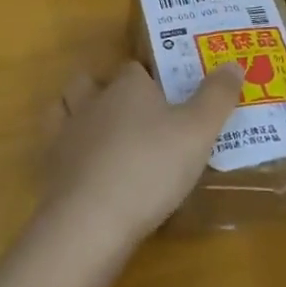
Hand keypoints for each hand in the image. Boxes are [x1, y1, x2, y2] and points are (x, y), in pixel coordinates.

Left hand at [39, 62, 243, 244]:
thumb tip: (233, 64)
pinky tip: (83, 165)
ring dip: (80, 112)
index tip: (169, 92)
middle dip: (108, 89)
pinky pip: (56, 148)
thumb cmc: (151, 166)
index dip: (151, 76)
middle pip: (93, 81)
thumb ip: (217, 97)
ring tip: (101, 130)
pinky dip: (68, 149)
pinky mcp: (52, 170)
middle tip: (134, 111)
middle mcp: (92, 101)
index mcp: (127, 86)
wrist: (92, 221)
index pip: (135, 68)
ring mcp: (66, 134)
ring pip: (66, 107)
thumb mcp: (198, 131)